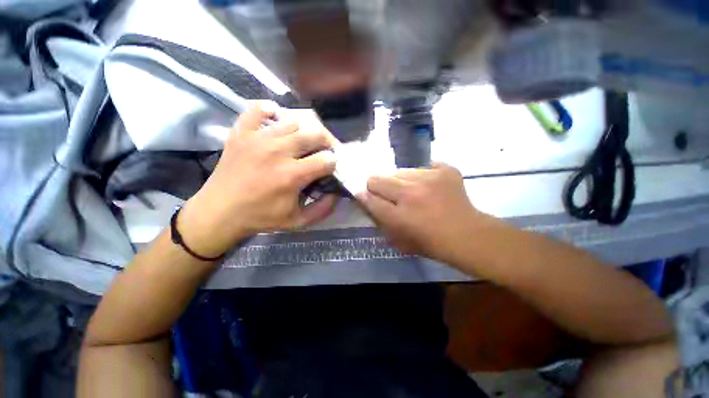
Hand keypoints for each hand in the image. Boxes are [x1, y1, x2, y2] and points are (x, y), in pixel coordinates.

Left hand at [179, 102, 339, 257]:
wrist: (219, 212)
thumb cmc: (261, 217)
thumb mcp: (298, 221)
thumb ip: (324, 209)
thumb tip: (338, 192)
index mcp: (292, 175)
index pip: (327, 159)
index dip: (334, 163)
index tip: (330, 168)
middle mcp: (278, 152)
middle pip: (315, 134)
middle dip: (327, 142)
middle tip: (324, 151)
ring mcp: (257, 138)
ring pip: (293, 121)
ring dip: (304, 131)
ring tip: (303, 142)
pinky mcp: (241, 132)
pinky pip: (257, 109)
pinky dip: (270, 111)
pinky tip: (276, 120)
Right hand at [357, 163, 492, 263]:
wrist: (468, 236)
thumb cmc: (430, 243)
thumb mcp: (398, 240)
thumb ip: (379, 219)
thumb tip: (366, 198)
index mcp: (399, 215)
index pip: (368, 198)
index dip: (363, 196)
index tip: (364, 195)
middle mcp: (411, 193)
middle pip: (377, 178)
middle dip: (376, 186)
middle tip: (389, 194)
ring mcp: (429, 178)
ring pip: (398, 171)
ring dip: (400, 182)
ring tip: (413, 192)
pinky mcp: (445, 169)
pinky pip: (423, 167)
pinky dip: (422, 177)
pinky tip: (430, 188)